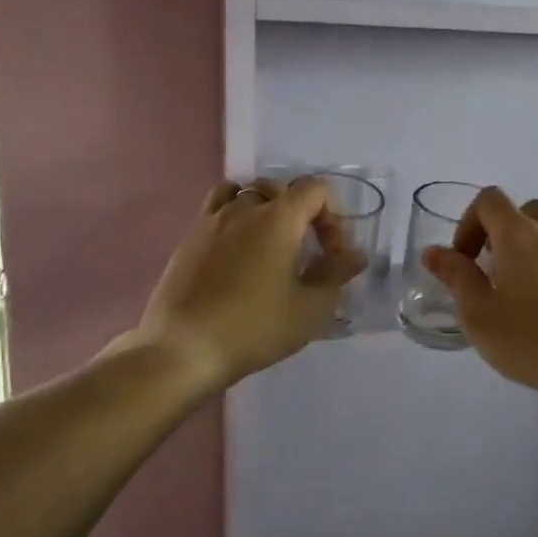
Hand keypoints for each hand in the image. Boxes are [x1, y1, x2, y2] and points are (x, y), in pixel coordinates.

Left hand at [135, 178, 366, 389]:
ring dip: (264, 210)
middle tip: (304, 251)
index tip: (331, 253)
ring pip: (244, 193)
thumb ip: (336, 274)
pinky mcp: (189, 240)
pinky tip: (237, 253)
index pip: (315, 189)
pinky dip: (235, 218)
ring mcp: (211, 221)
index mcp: (278, 218)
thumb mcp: (310, 309)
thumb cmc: (254, 328)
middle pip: (279, 188)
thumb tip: (355, 255)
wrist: (182, 349)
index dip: (332, 216)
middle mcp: (244, 208)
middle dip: (300, 212)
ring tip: (269, 246)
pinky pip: (217, 210)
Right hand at [420, 187, 537, 410]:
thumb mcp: (479, 314)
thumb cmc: (534, 339)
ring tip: (517, 298)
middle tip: (490, 273)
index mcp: (520, 235)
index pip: (489, 200)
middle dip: (500, 234)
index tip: (464, 260)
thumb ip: (456, 277)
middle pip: (523, 212)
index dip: (468, 222)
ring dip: (527, 253)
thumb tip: (433, 252)